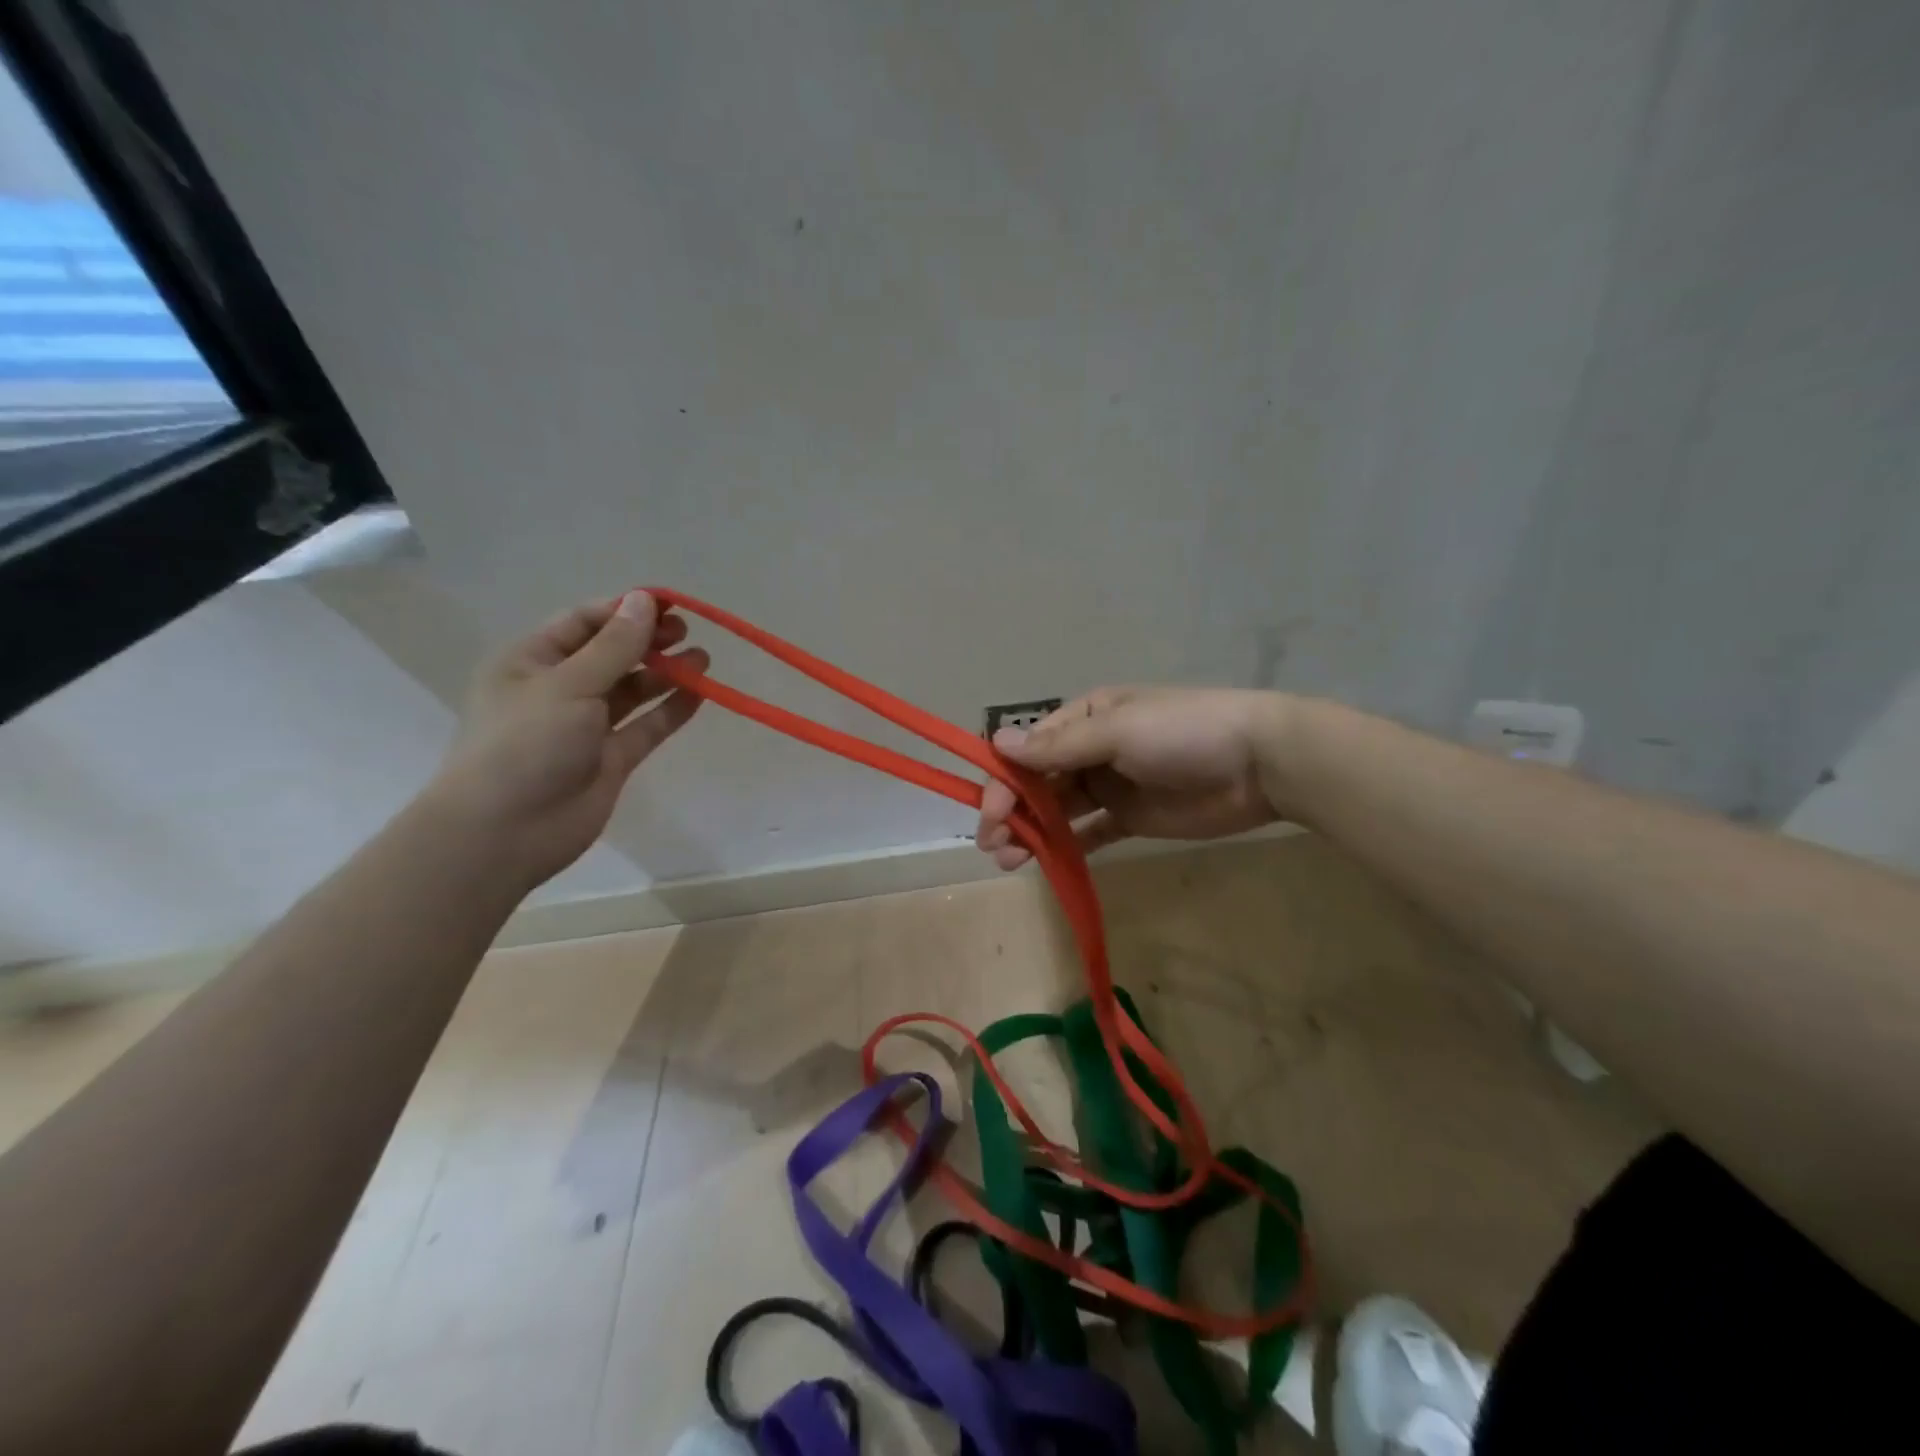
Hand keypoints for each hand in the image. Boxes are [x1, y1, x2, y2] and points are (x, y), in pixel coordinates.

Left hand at [426, 591, 706, 889]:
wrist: (505, 833)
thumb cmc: (525, 745)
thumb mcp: (569, 685)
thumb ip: (614, 646)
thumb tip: (645, 600)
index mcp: (532, 661)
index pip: (584, 623)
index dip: (625, 610)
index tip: (669, 605)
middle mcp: (559, 689)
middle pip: (612, 654)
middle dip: (648, 641)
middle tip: (686, 633)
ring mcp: (586, 726)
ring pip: (633, 690)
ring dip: (666, 674)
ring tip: (703, 661)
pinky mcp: (611, 758)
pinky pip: (646, 727)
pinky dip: (671, 710)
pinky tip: (700, 695)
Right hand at [975, 687, 1289, 869]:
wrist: (1260, 763)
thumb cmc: (1184, 734)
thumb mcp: (1118, 732)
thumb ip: (1059, 747)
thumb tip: (997, 743)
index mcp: (1084, 719)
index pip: (1028, 750)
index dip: (1004, 781)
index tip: (990, 815)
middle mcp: (1090, 750)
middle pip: (1037, 782)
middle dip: (1011, 811)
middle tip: (994, 845)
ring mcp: (1111, 785)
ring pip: (1058, 809)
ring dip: (1032, 831)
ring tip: (1011, 861)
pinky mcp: (1131, 817)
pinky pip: (1090, 831)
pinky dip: (1067, 845)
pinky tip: (1047, 863)